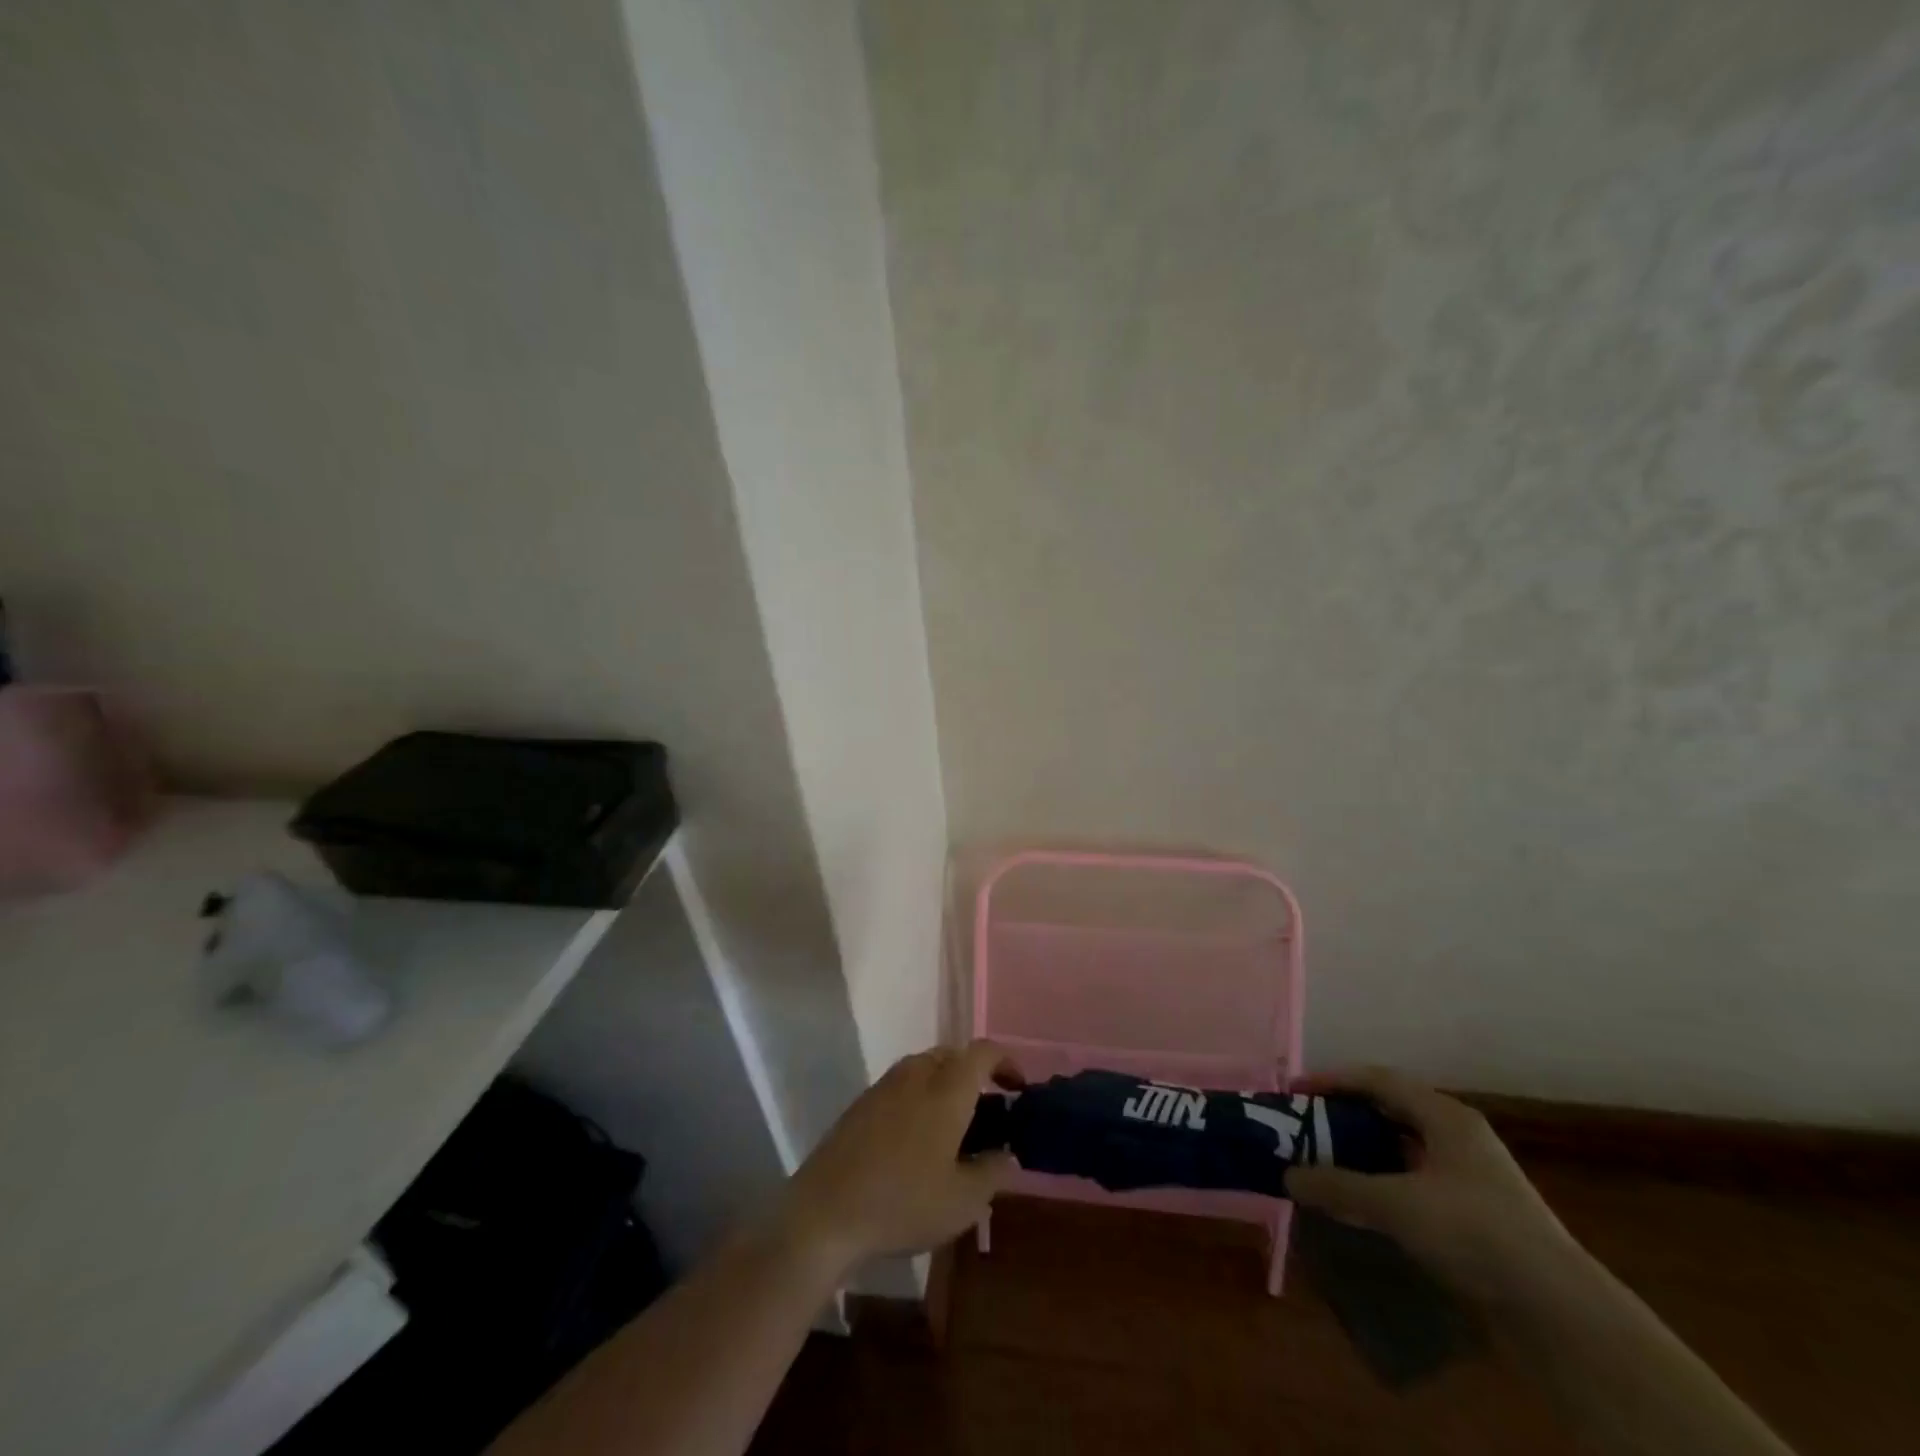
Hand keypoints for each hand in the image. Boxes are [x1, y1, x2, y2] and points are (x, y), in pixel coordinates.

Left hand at [775, 1040, 1019, 1278]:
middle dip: (975, 1074)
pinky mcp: (861, 1104)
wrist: (825, 1212)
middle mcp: (917, 1074)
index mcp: (948, 1088)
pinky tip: (916, 1140)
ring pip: (925, 1068)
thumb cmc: (903, 1203)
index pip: (984, 1051)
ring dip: (945, 1085)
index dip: (1006, 1062)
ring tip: (954, 1127)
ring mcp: (884, 1085)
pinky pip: (901, 1086)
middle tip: (987, 1112)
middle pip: (953, 1055)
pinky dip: (919, 1098)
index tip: (1018, 1088)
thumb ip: (993, 1172)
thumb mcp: (964, 1201)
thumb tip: (1007, 1154)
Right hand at [1284, 1067, 1579, 1301]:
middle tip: (1307, 1124)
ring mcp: (1472, 1176)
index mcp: (1445, 1116)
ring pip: (1404, 1147)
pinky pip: (1416, 1180)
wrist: (1559, 1312)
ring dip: (1365, 1151)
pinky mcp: (1478, 1214)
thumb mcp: (1396, 1204)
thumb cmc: (1474, 1232)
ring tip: (1327, 1161)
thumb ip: (1338, 1186)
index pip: (1377, 1081)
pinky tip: (1366, 1202)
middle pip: (1391, 1110)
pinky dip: (1385, 1182)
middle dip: (1346, 1115)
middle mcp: (1459, 1136)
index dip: (1332, 1081)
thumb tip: (1288, 1175)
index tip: (1295, 1091)